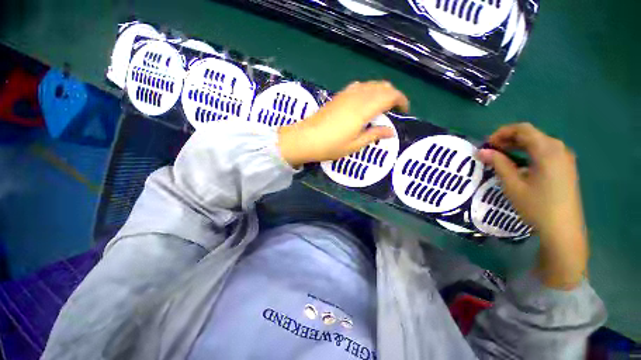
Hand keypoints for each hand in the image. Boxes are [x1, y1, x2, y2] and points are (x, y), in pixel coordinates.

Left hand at [278, 81, 408, 166]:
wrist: (305, 138)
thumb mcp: (355, 144)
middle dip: (394, 94)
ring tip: (384, 106)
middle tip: (396, 109)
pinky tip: (367, 101)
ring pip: (372, 83)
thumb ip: (375, 134)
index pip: (390, 95)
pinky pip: (360, 85)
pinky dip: (369, 89)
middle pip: (383, 86)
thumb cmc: (331, 145)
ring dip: (382, 91)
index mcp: (365, 109)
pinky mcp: (340, 94)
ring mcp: (348, 93)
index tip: (405, 111)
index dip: (401, 100)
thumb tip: (391, 131)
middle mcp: (358, 96)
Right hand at [477, 123, 587, 289]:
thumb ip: (500, 166)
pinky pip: (551, 154)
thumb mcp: (516, 189)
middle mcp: (558, 146)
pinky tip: (531, 169)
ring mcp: (566, 157)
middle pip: (533, 135)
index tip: (489, 144)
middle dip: (513, 140)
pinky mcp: (570, 168)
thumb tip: (482, 152)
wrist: (564, 234)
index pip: (521, 129)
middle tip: (497, 152)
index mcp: (546, 147)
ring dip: (525, 148)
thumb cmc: (539, 210)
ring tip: (512, 160)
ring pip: (542, 144)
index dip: (503, 132)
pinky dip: (537, 156)